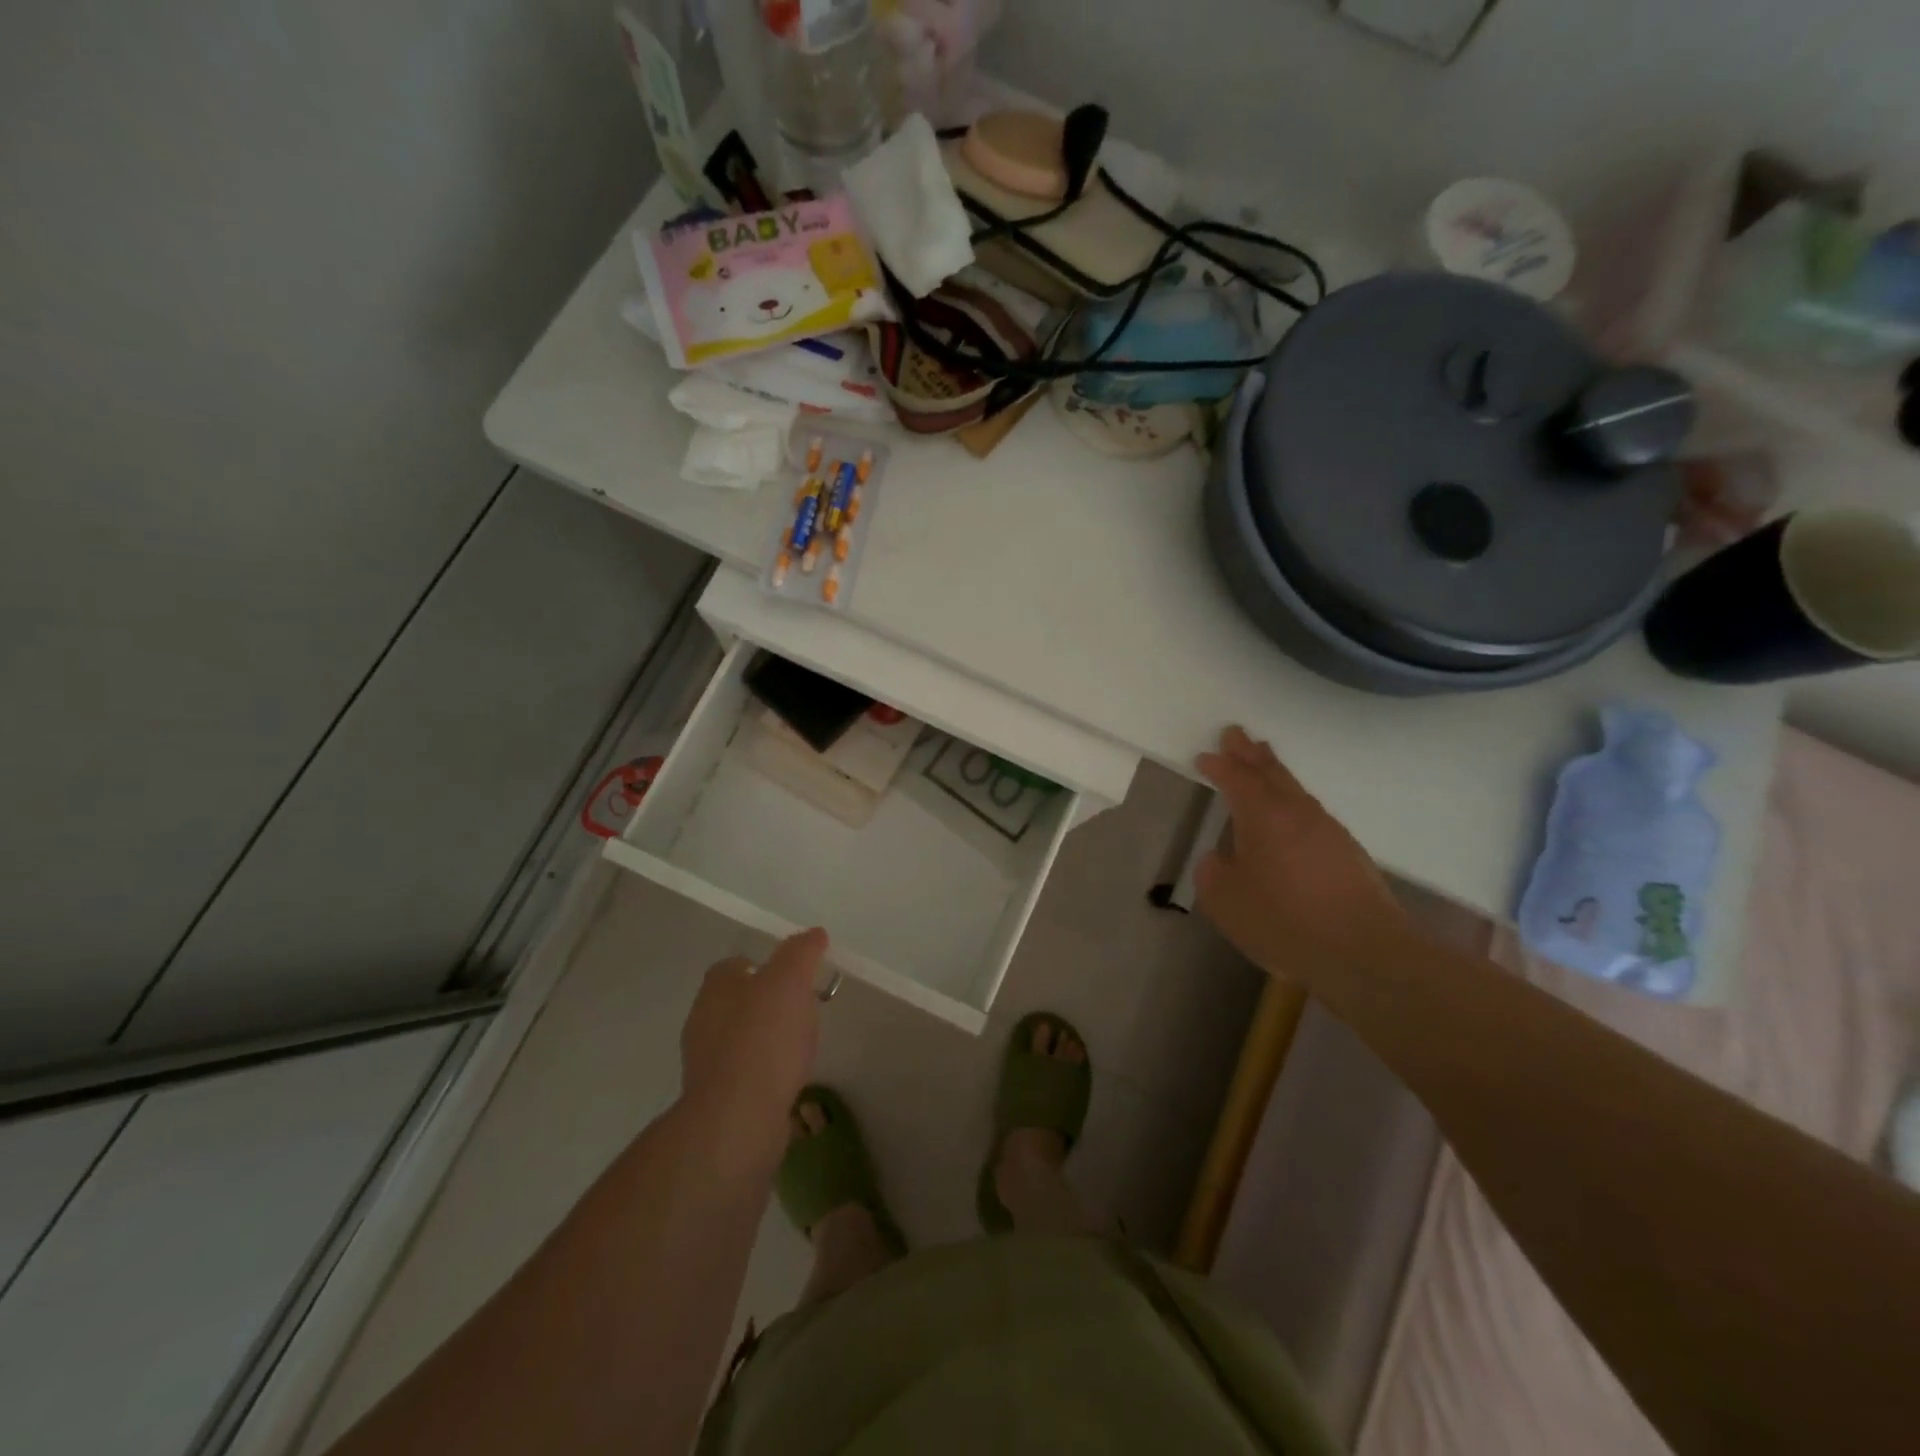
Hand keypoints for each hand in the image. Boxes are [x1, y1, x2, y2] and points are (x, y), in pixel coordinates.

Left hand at [680, 928, 828, 1133]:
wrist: (738, 1116)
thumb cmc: (764, 1038)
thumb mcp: (790, 980)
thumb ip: (801, 952)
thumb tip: (813, 934)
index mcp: (715, 987)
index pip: (737, 964)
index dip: (766, 965)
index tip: (795, 975)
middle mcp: (703, 1020)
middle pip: (738, 1001)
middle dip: (767, 1002)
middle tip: (802, 1007)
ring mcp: (706, 1062)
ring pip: (741, 1038)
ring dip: (766, 1038)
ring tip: (799, 1045)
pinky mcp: (716, 1098)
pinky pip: (746, 1072)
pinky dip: (765, 1070)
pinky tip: (788, 1078)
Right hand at [1195, 726, 1410, 974]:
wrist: (1363, 952)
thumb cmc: (1284, 921)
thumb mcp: (1225, 901)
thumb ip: (1213, 873)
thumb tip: (1219, 859)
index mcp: (1263, 816)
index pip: (1236, 779)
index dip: (1219, 766)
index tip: (1204, 756)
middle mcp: (1296, 812)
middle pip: (1271, 772)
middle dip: (1250, 753)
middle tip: (1235, 734)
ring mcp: (1327, 830)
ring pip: (1295, 789)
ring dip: (1274, 773)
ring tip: (1262, 761)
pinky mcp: (1347, 852)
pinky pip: (1311, 811)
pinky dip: (1293, 800)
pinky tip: (1290, 814)